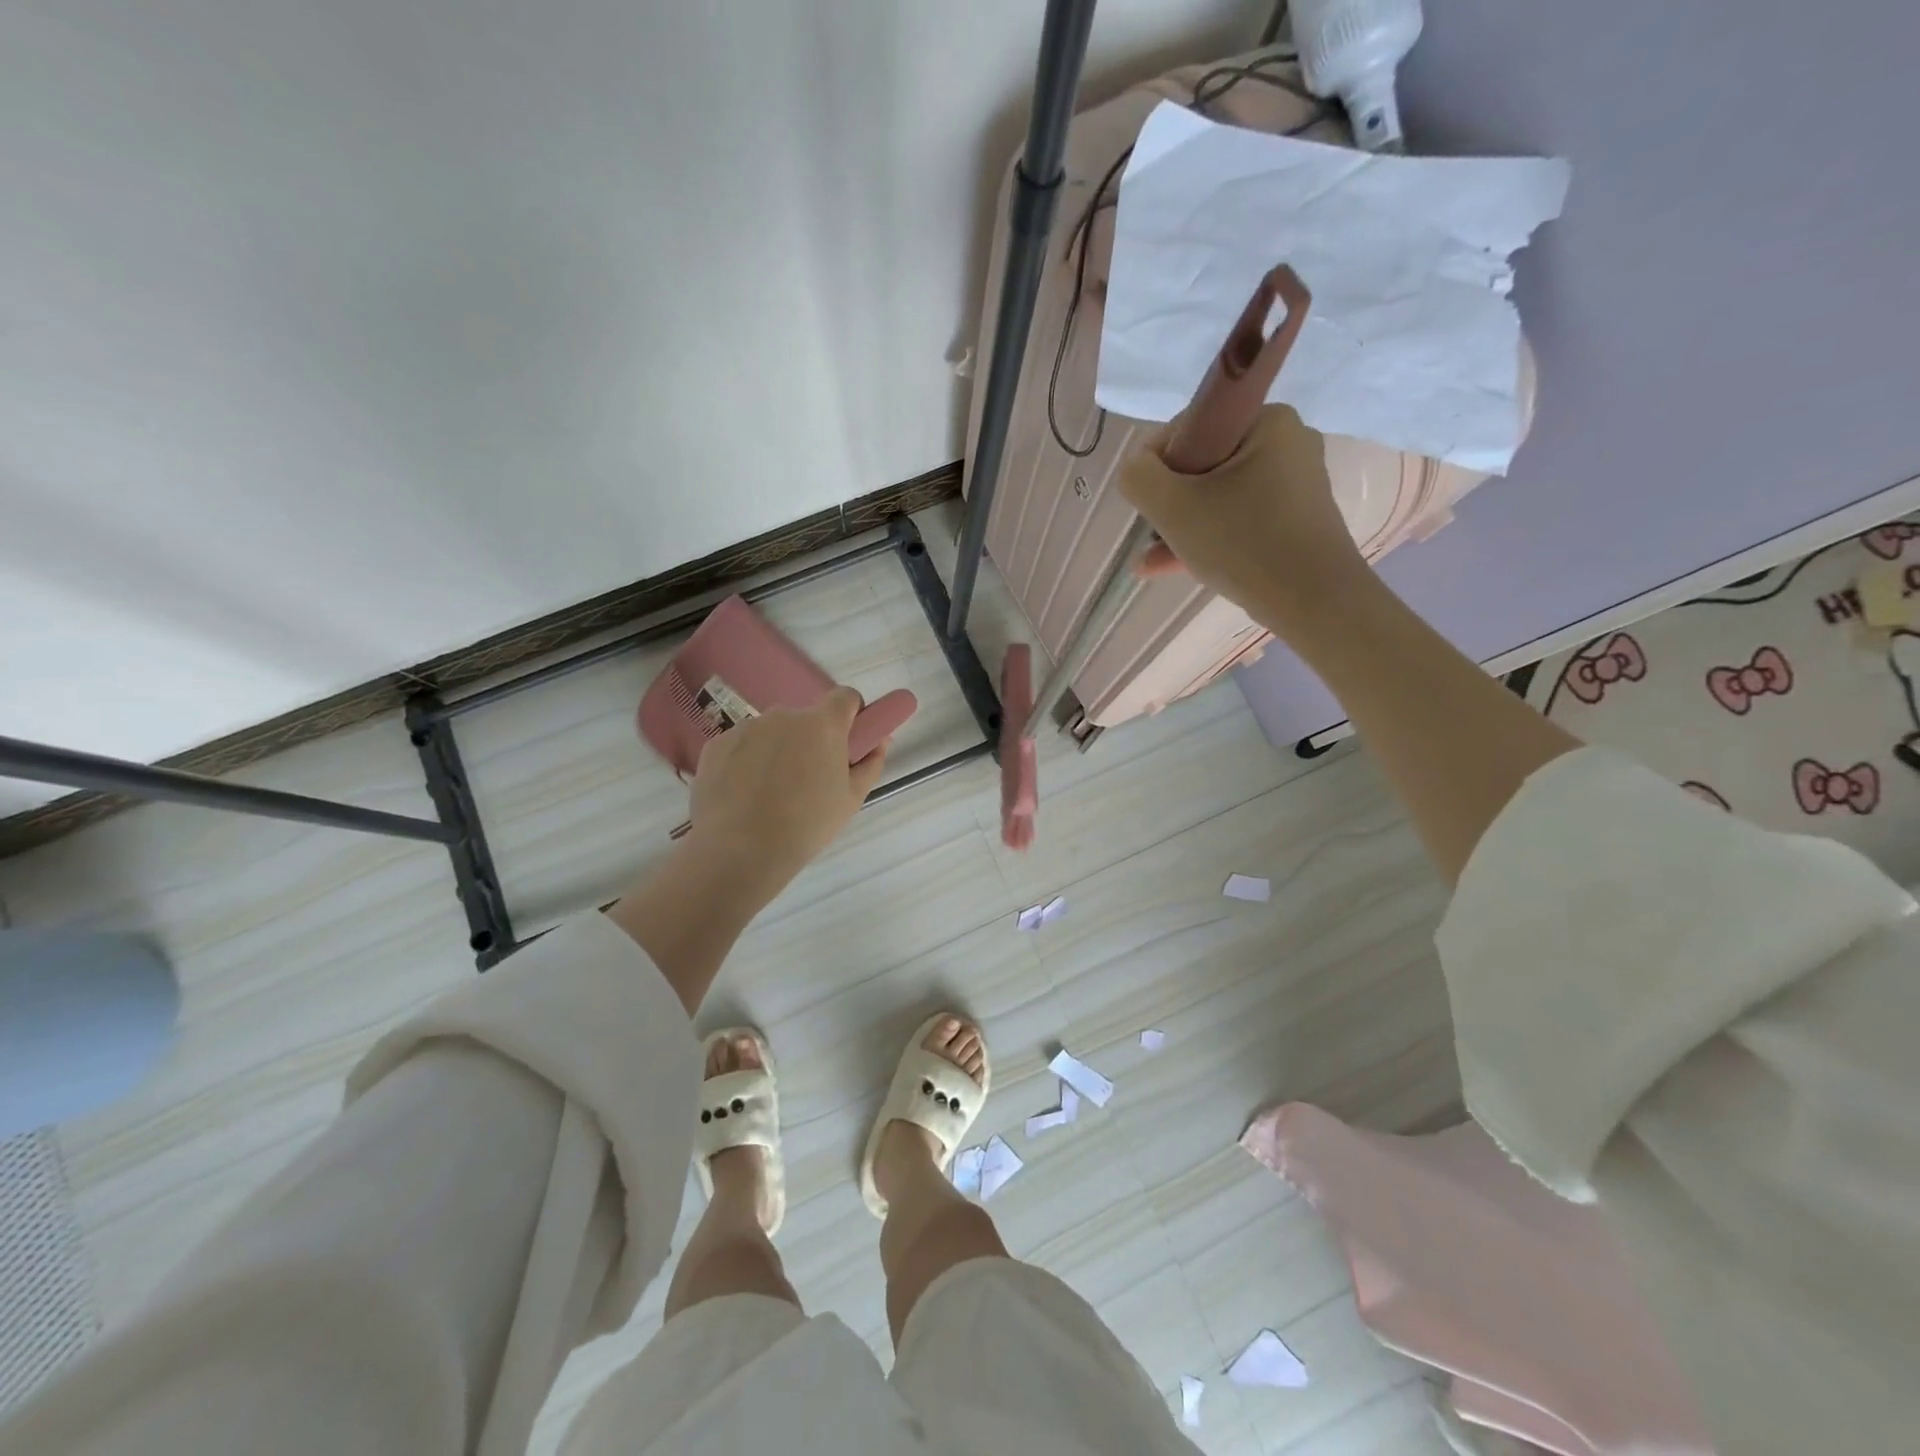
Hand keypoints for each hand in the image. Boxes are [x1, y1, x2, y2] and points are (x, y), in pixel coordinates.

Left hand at [685, 686, 887, 901]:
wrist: (741, 850)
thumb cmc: (807, 825)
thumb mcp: (852, 799)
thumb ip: (871, 763)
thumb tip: (880, 740)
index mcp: (822, 725)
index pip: (845, 697)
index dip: (851, 713)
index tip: (848, 738)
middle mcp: (783, 716)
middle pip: (805, 719)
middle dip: (810, 740)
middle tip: (808, 779)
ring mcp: (746, 727)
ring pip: (771, 733)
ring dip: (777, 751)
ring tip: (770, 793)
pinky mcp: (716, 744)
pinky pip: (741, 746)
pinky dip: (746, 762)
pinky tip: (743, 795)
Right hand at [1119, 404, 1370, 638]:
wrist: (1314, 601)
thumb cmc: (1243, 543)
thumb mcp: (1172, 507)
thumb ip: (1139, 476)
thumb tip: (1138, 468)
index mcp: (1266, 421)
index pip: (1192, 426)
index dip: (1158, 462)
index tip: (1149, 501)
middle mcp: (1287, 442)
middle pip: (1204, 465)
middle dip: (1170, 502)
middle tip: (1152, 535)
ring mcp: (1294, 483)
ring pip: (1219, 496)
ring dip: (1182, 525)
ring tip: (1150, 562)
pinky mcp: (1295, 518)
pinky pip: (1239, 517)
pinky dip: (1208, 537)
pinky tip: (1169, 566)